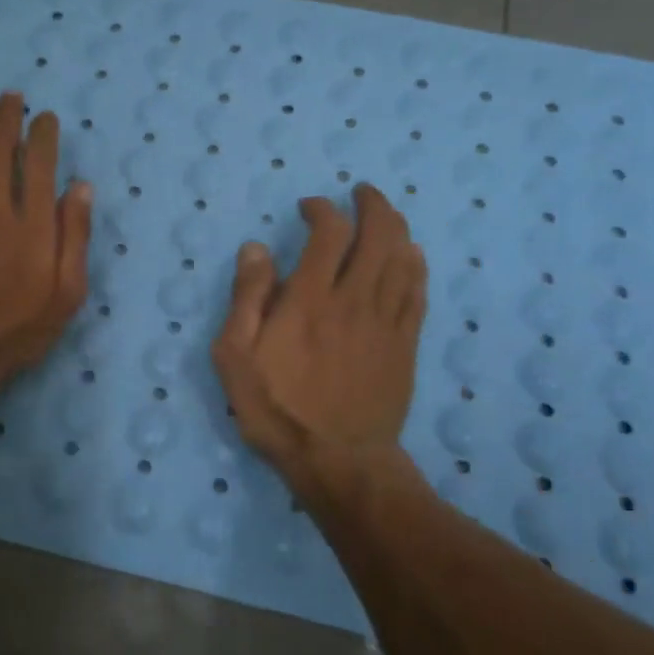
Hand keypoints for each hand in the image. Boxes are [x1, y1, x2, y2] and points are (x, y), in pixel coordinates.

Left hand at [0, 91, 91, 407]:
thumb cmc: (17, 329)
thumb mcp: (66, 295)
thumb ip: (75, 238)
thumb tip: (81, 187)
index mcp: (34, 226)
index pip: (41, 165)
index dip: (44, 136)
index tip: (46, 118)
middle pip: (1, 150)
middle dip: (8, 118)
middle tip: (12, 96)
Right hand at [212, 185, 427, 496]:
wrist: (338, 460)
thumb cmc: (277, 409)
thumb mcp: (235, 356)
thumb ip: (247, 298)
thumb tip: (257, 248)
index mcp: (309, 299)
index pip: (328, 233)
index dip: (322, 209)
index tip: (309, 207)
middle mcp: (354, 300)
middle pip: (378, 235)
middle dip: (372, 205)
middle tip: (361, 194)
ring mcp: (386, 322)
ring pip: (403, 258)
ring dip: (396, 228)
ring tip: (385, 215)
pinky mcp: (405, 345)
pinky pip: (418, 292)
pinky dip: (415, 265)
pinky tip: (411, 256)